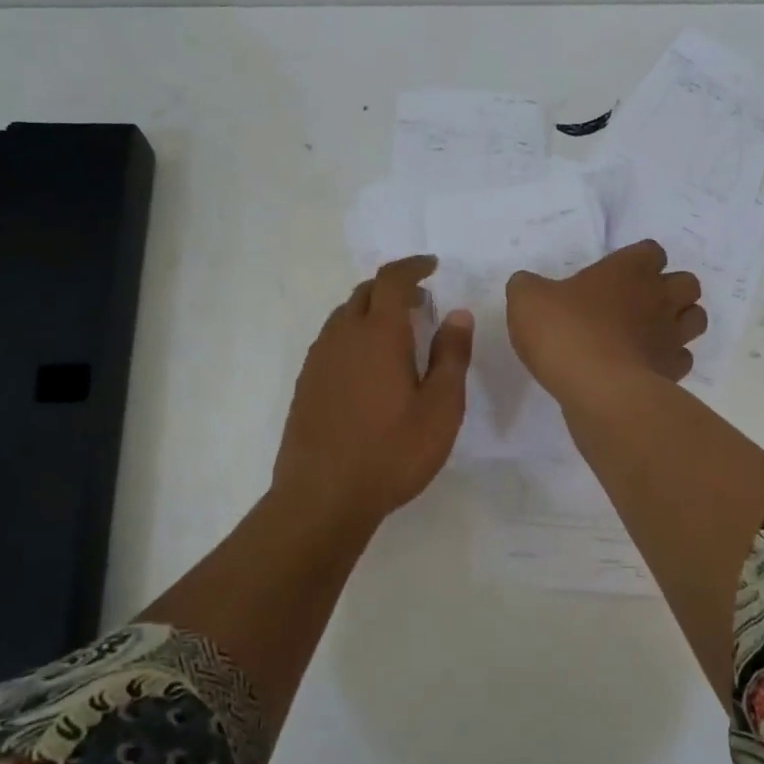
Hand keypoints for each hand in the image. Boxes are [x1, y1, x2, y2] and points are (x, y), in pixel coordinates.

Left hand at [272, 256, 474, 528]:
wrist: (323, 497)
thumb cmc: (392, 453)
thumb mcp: (440, 409)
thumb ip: (451, 356)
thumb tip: (457, 314)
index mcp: (378, 335)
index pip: (392, 280)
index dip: (413, 267)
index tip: (432, 266)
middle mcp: (343, 337)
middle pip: (365, 293)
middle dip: (393, 287)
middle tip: (420, 301)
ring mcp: (319, 361)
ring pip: (344, 316)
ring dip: (371, 311)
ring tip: (397, 332)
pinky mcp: (306, 384)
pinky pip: (332, 341)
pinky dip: (354, 335)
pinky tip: (369, 366)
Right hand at [506, 240, 705, 403]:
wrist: (596, 387)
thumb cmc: (564, 331)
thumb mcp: (527, 300)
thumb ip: (528, 287)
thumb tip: (529, 285)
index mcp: (629, 270)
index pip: (651, 251)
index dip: (638, 261)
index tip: (616, 276)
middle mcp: (659, 297)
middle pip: (687, 283)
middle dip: (671, 290)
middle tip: (639, 305)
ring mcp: (671, 335)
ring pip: (696, 319)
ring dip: (680, 322)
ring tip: (650, 333)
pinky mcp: (672, 371)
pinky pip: (683, 359)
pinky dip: (669, 361)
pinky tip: (646, 366)